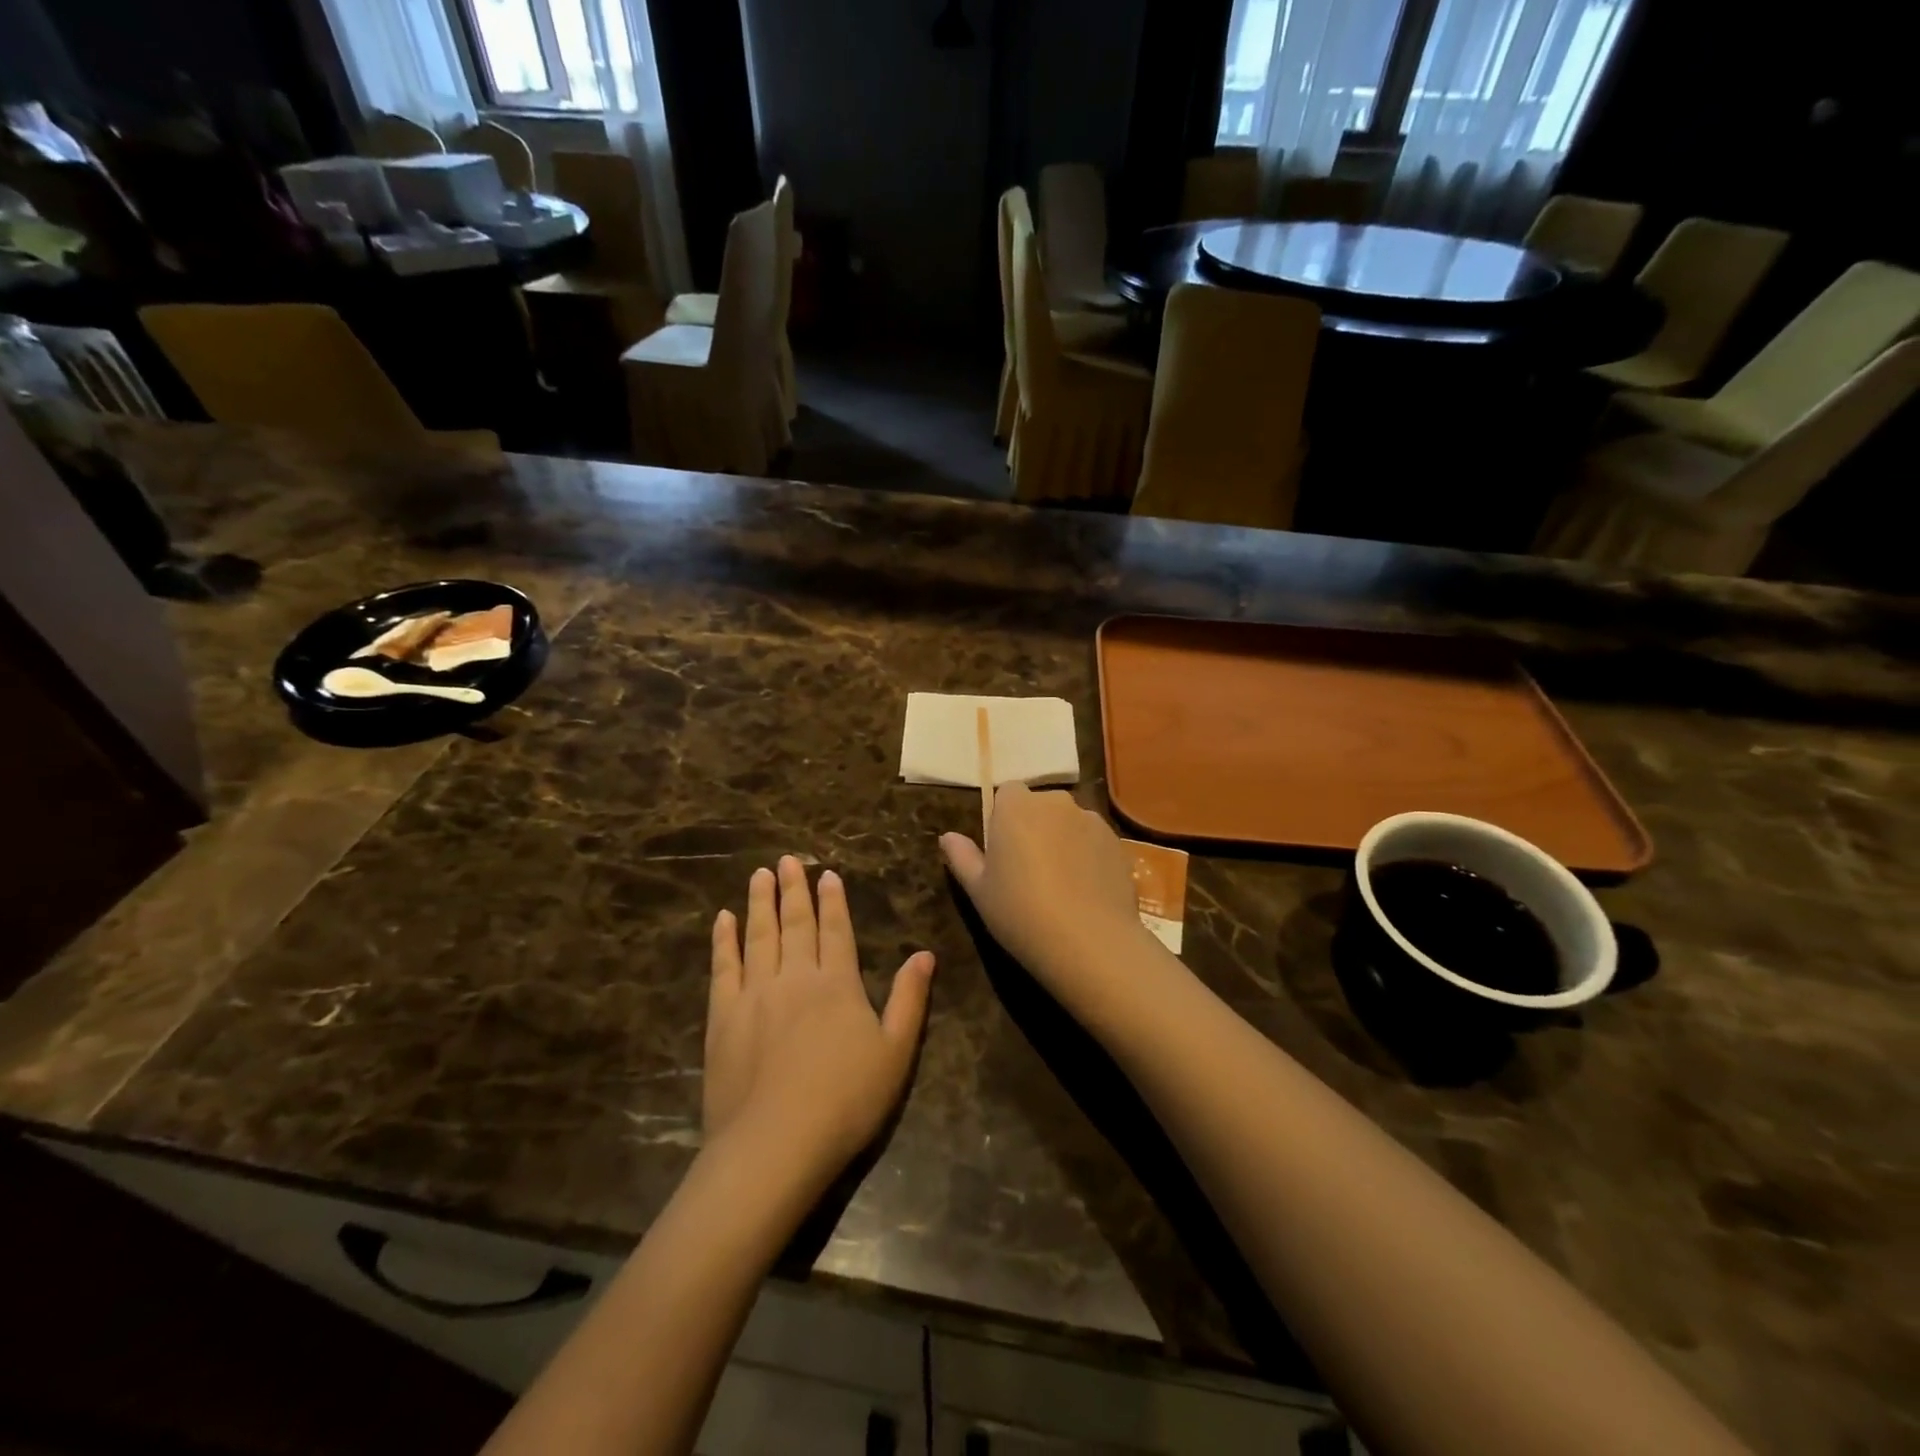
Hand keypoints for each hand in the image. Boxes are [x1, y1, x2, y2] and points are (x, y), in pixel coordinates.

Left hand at [705, 857, 934, 1181]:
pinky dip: (724, 940)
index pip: (836, 930)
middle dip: (793, 890)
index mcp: (837, 983)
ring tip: (760, 874)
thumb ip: (910, 999)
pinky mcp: (723, 1017)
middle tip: (787, 859)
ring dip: (760, 902)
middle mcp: (795, 977)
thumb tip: (925, 954)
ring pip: (759, 936)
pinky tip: (723, 919)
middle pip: (795, 924)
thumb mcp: (896, 1053)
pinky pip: (723, 967)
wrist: (774, 1145)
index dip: (833, 900)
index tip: (826, 874)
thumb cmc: (845, 1101)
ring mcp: (755, 994)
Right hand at [940, 784, 1156, 1013]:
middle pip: (1040, 805)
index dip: (1003, 819)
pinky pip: (1093, 841)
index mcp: (1016, 806)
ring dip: (1062, 840)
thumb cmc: (1020, 911)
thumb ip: (962, 857)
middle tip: (1027, 870)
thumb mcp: (979, 890)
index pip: (1006, 793)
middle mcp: (1055, 802)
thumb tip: (947, 836)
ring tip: (1060, 884)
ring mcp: (1091, 820)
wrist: (1089, 941)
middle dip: (1034, 827)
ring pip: (1069, 823)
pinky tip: (1084, 892)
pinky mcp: (1118, 843)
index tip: (1002, 851)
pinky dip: (1087, 856)